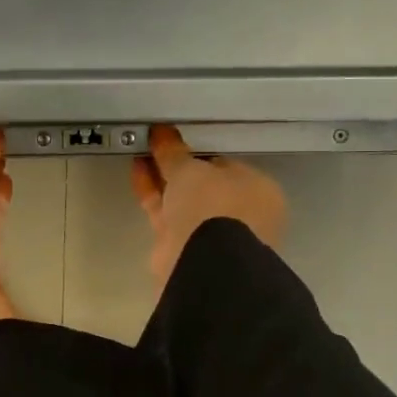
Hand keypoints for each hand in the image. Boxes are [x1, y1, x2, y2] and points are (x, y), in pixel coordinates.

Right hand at [130, 125, 286, 291]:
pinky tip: (137, 172)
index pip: (227, 166)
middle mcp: (240, 215)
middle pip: (203, 185)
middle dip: (177, 167)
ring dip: (161, 179)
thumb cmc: (212, 206)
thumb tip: (162, 132)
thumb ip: (174, 152)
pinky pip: (168, 215)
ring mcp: (213, 235)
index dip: (199, 153)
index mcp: (259, 192)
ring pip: (183, 201)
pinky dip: (153, 195)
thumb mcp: (190, 170)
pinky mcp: (185, 249)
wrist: (203, 264)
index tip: (176, 142)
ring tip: (139, 154)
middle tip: (154, 146)